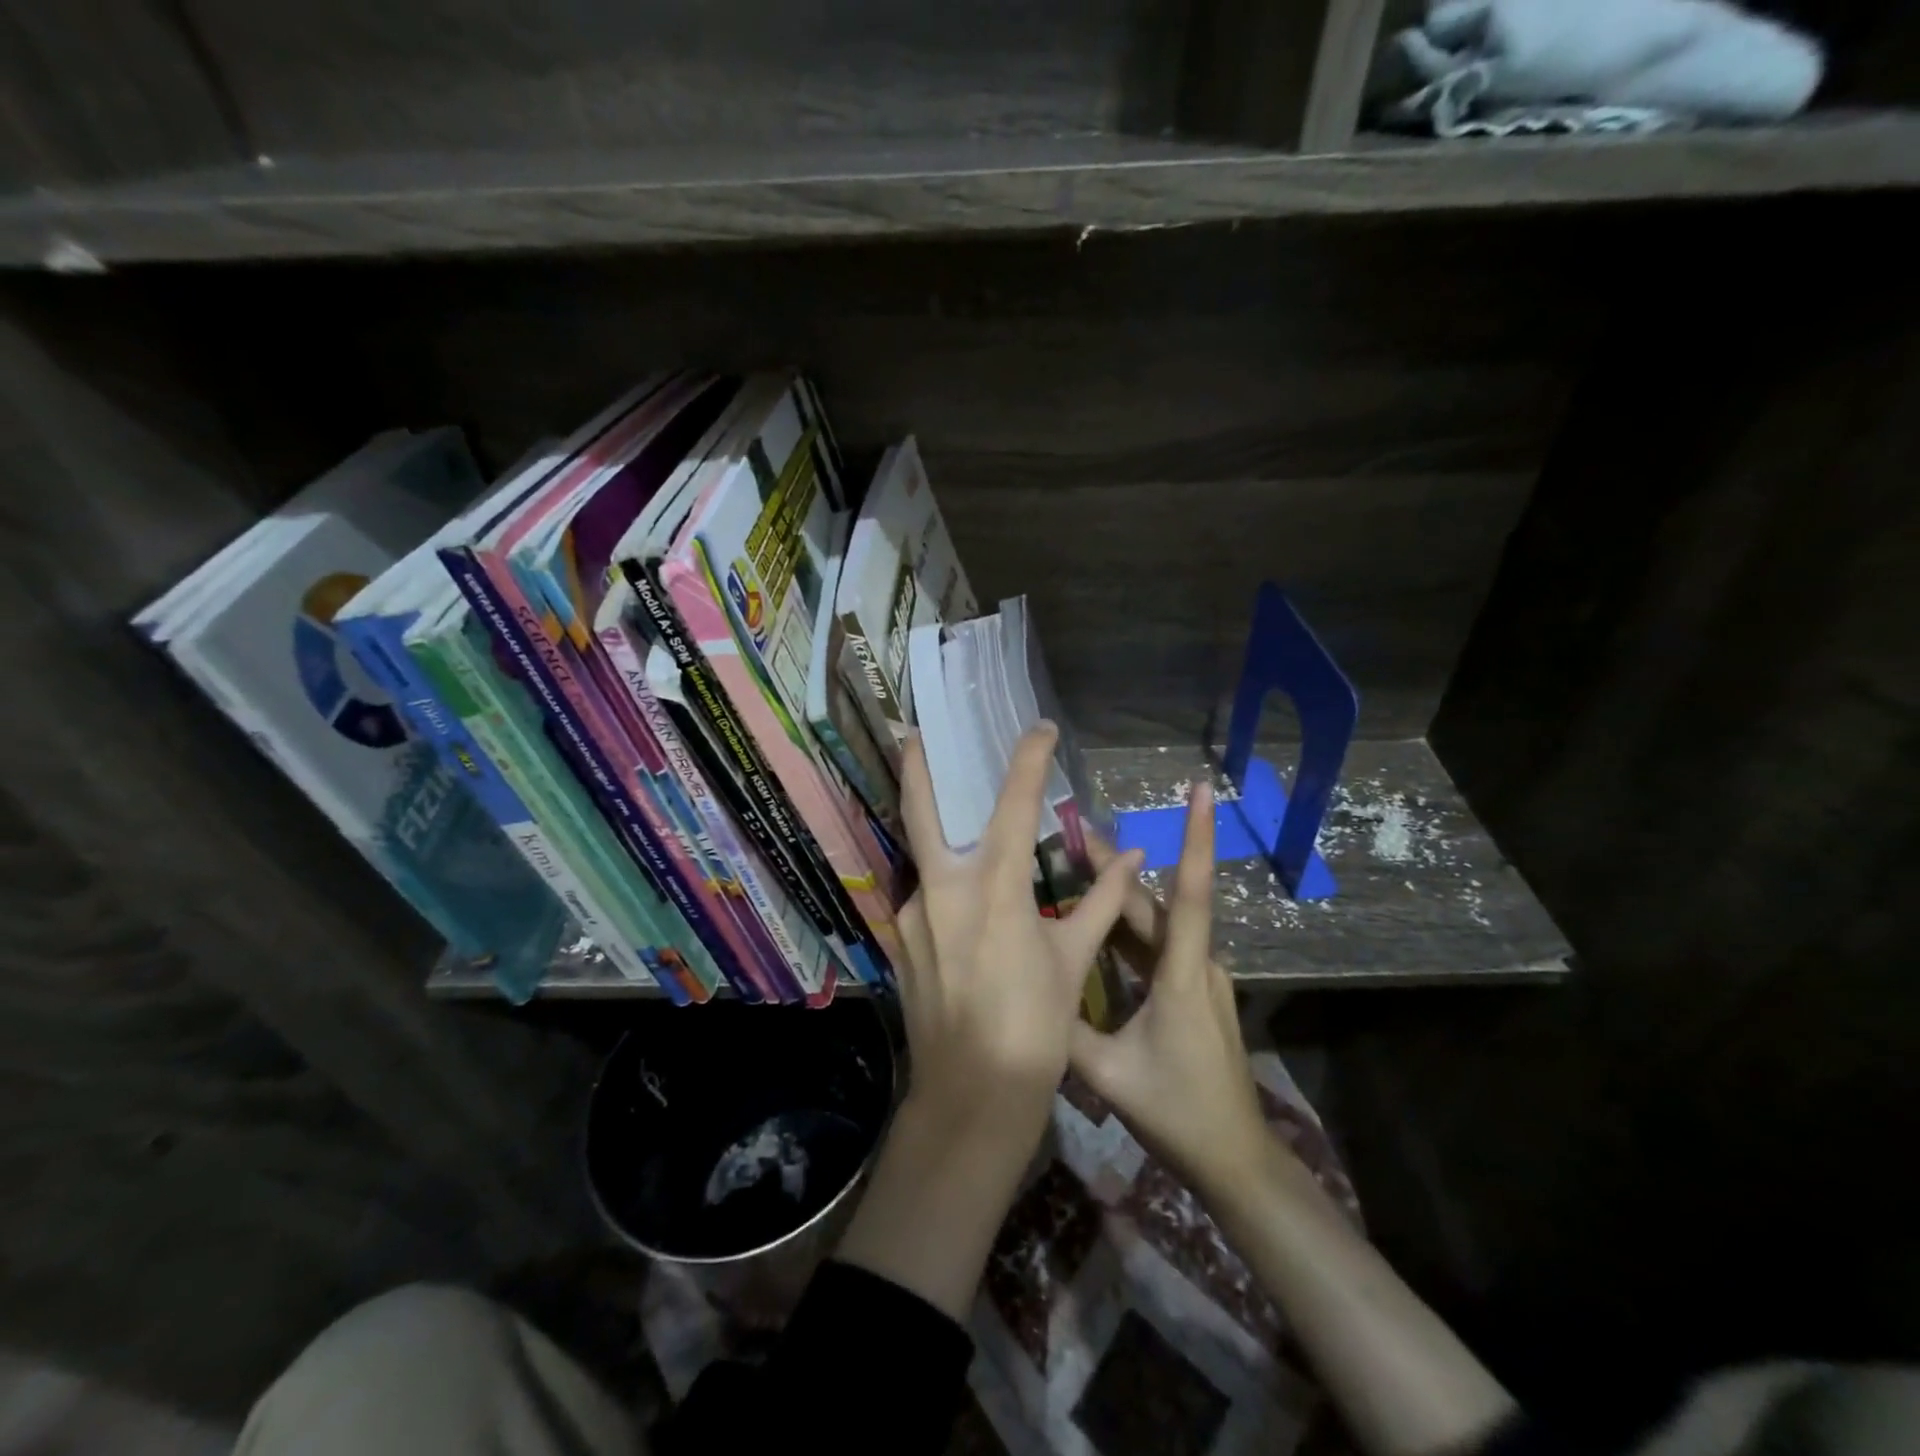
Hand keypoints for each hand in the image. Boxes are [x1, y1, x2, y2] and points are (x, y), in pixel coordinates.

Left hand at [893, 723, 1143, 1136]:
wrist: (972, 1097)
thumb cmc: (1034, 1027)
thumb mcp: (1071, 960)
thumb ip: (1100, 903)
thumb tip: (1134, 859)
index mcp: (994, 887)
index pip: (1012, 803)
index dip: (1028, 759)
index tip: (1041, 728)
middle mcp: (942, 889)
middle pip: (920, 812)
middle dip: (917, 768)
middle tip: (914, 733)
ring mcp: (911, 916)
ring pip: (923, 858)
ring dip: (938, 837)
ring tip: (960, 828)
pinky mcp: (899, 942)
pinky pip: (923, 899)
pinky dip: (943, 888)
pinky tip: (962, 907)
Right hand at [1068, 780, 1272, 1198]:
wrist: (1235, 1159)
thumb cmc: (1177, 1112)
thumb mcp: (1108, 1074)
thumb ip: (1065, 1030)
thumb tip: (1026, 989)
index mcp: (1182, 974)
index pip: (1191, 893)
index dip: (1198, 839)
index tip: (1206, 792)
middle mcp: (1196, 964)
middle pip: (1157, 902)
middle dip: (1118, 864)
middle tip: (1074, 831)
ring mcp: (1198, 978)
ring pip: (1156, 923)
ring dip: (1120, 893)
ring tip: (1078, 863)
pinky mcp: (1193, 993)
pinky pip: (1158, 947)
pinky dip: (1127, 927)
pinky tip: (1098, 921)